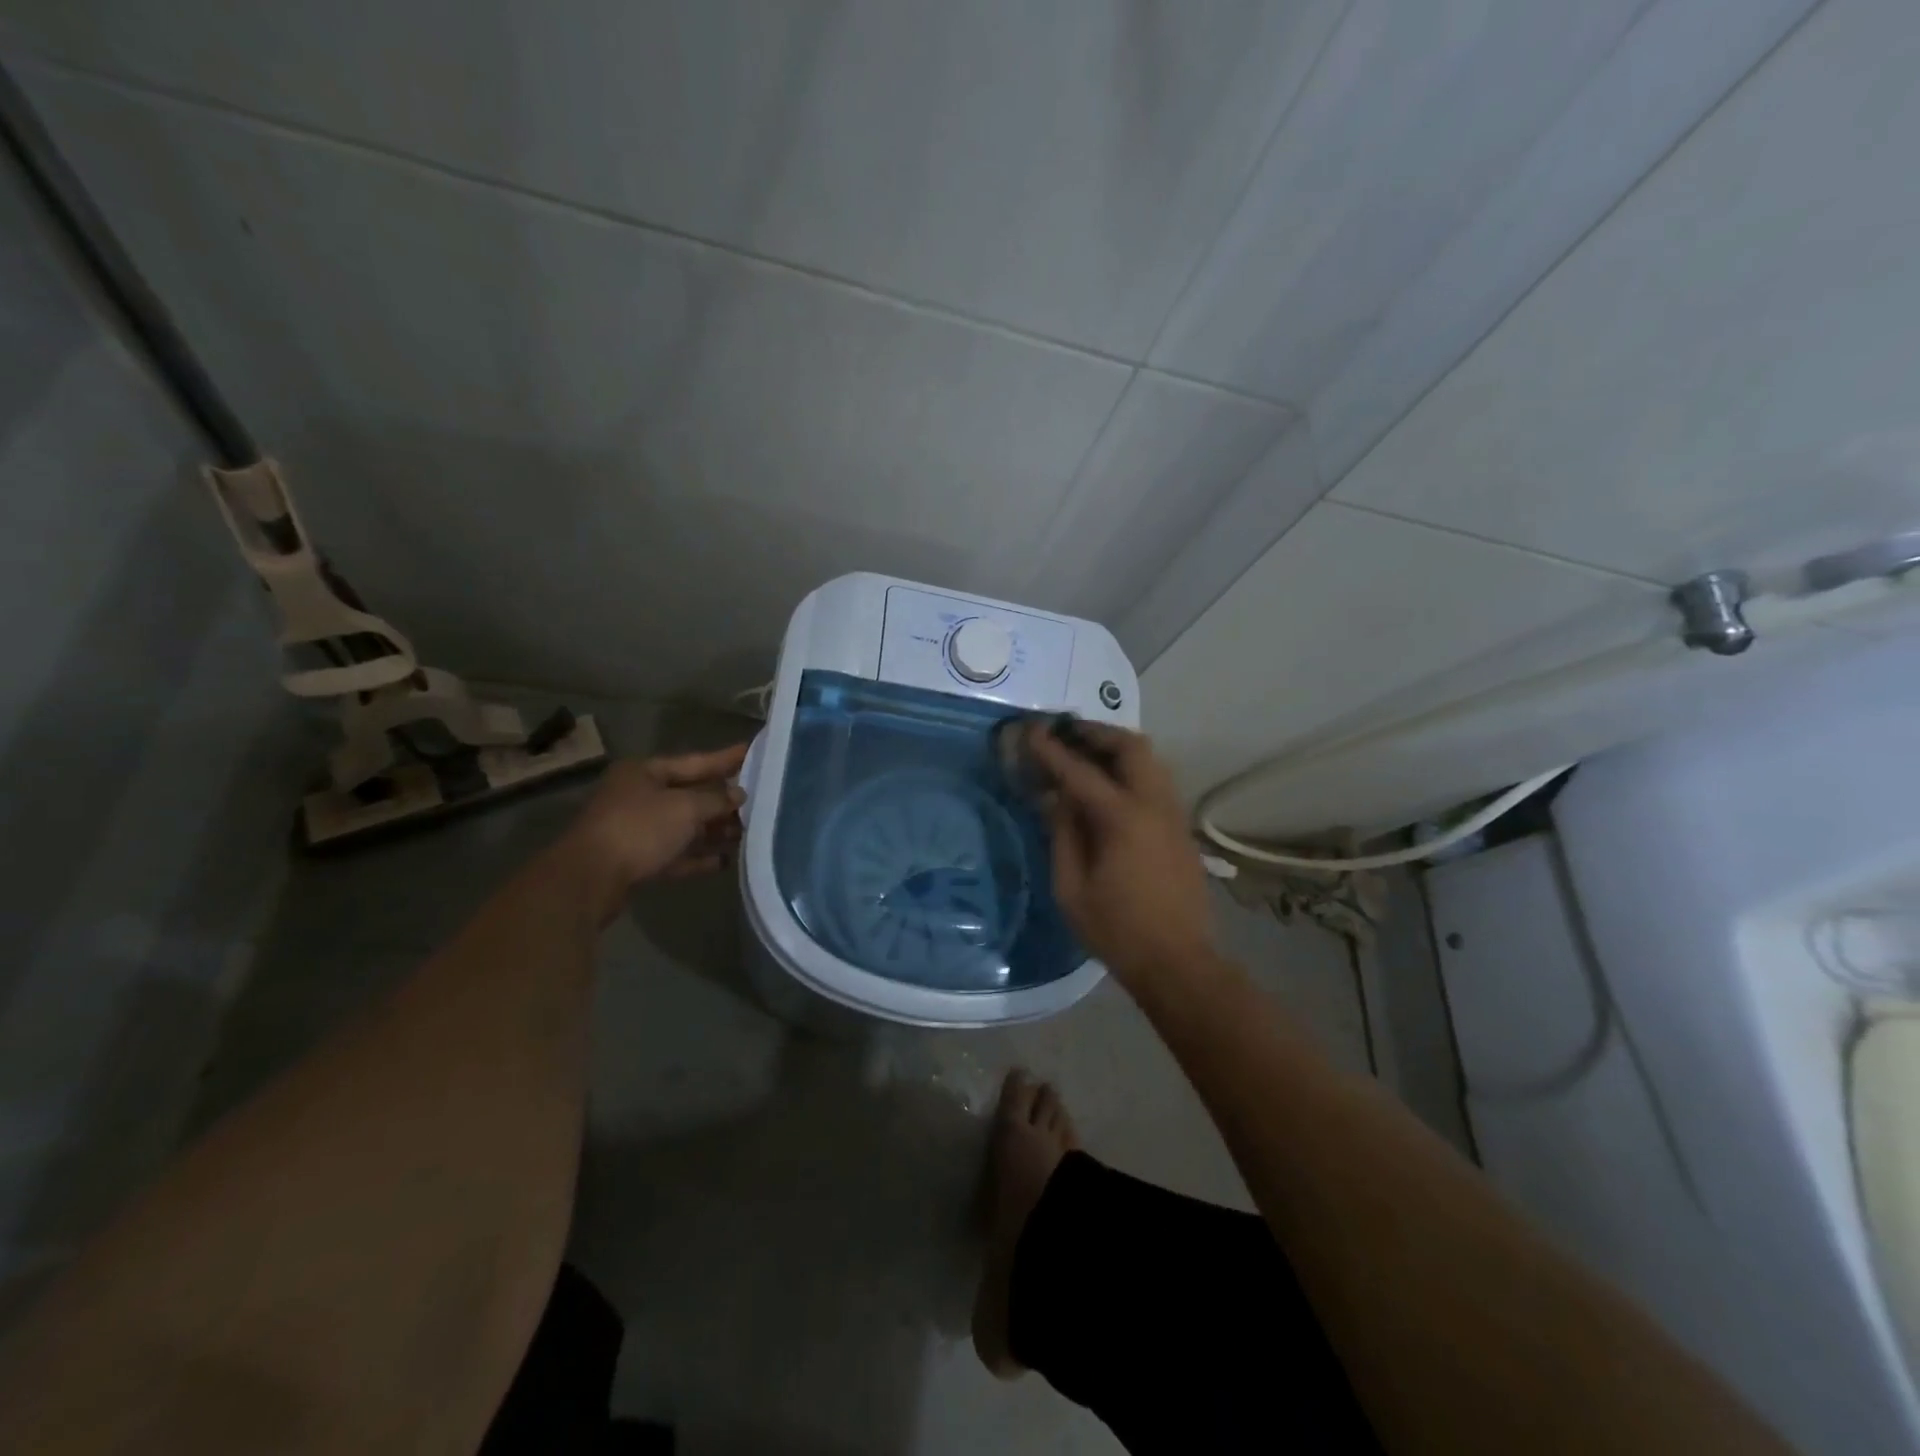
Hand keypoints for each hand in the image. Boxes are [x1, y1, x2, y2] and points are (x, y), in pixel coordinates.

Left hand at [568, 744, 748, 894]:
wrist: (590, 879)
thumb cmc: (639, 828)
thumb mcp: (685, 808)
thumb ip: (716, 799)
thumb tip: (739, 794)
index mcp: (645, 772)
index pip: (694, 761)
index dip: (725, 759)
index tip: (752, 752)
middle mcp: (639, 796)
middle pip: (690, 795)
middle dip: (722, 801)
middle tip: (758, 801)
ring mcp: (636, 829)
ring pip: (684, 826)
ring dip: (713, 831)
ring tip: (747, 833)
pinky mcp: (637, 860)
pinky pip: (675, 854)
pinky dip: (698, 856)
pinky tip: (724, 861)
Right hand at [1026, 721, 1217, 990]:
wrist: (1178, 962)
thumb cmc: (1116, 930)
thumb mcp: (1071, 888)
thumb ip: (1062, 834)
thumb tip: (1055, 798)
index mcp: (1123, 819)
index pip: (1080, 771)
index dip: (1051, 749)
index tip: (1030, 730)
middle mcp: (1154, 805)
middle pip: (1131, 746)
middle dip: (1096, 732)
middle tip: (1065, 733)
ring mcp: (1173, 814)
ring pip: (1150, 759)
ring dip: (1116, 747)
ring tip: (1084, 753)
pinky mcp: (1180, 828)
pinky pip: (1155, 780)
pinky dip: (1130, 768)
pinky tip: (1107, 785)